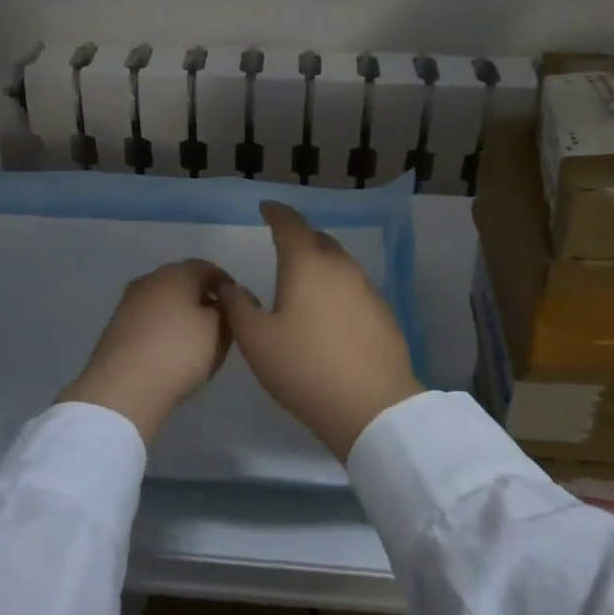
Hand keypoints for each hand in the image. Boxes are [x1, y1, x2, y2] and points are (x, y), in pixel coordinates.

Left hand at [59, 260, 233, 443]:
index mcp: (176, 273)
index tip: (237, 304)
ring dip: (181, 314)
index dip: (225, 284)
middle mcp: (150, 280)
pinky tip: (171, 349)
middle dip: (202, 298)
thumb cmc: (178, 351)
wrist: (123, 387)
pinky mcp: (117, 326)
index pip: (207, 268)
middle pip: (183, 282)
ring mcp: (129, 302)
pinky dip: (163, 328)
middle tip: (219, 321)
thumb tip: (218, 304)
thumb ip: (224, 312)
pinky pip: (149, 319)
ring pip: (164, 301)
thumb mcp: (217, 331)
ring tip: (197, 339)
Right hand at [221, 203, 422, 459]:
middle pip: (319, 240)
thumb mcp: (256, 340)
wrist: (373, 407)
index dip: (276, 213)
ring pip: (340, 264)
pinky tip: (330, 312)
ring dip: (321, 263)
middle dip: (300, 237)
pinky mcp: (383, 314)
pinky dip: (337, 288)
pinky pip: (354, 288)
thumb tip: (230, 286)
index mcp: (307, 265)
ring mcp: (367, 290)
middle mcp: (340, 268)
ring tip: (304, 280)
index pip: (290, 225)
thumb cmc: (305, 368)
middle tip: (284, 245)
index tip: (266, 208)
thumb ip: (237, 307)